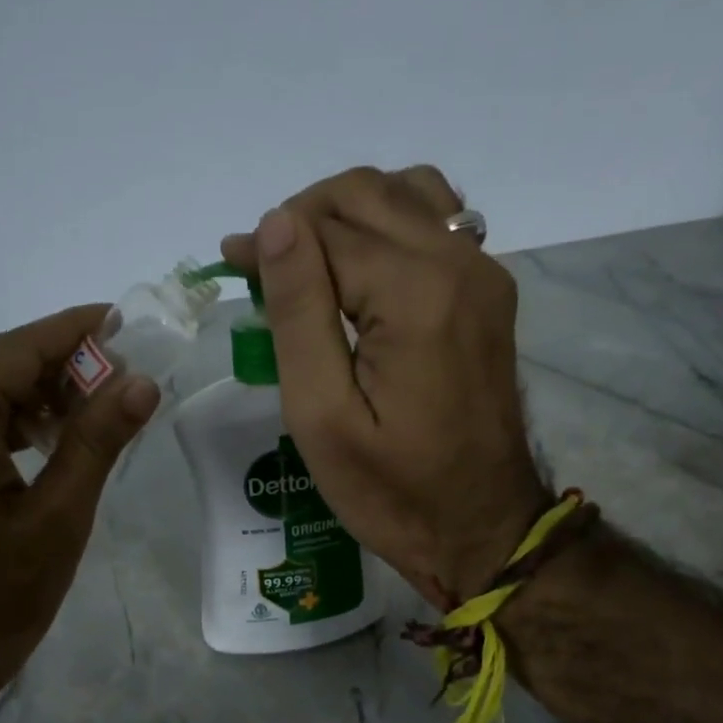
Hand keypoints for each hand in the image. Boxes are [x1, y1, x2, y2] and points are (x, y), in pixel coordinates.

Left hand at [0, 305, 159, 707]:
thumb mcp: (59, 515)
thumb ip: (96, 441)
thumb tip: (141, 383)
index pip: (16, 351)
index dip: (71, 330)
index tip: (119, 318)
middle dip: (59, 360)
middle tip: (120, 366)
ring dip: (39, 391)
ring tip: (97, 402)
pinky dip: (17, 421)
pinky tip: (56, 439)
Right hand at [221, 166, 546, 610]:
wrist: (482, 529)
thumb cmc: (391, 490)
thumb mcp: (322, 416)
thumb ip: (299, 313)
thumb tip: (276, 224)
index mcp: (414, 294)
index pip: (326, 228)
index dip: (271, 240)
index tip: (233, 265)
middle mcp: (459, 264)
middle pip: (368, 193)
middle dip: (304, 217)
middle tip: (264, 270)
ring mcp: (484, 275)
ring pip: (407, 195)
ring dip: (347, 214)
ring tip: (309, 266)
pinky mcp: (489, 295)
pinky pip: (437, 225)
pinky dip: (388, 227)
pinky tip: (361, 272)